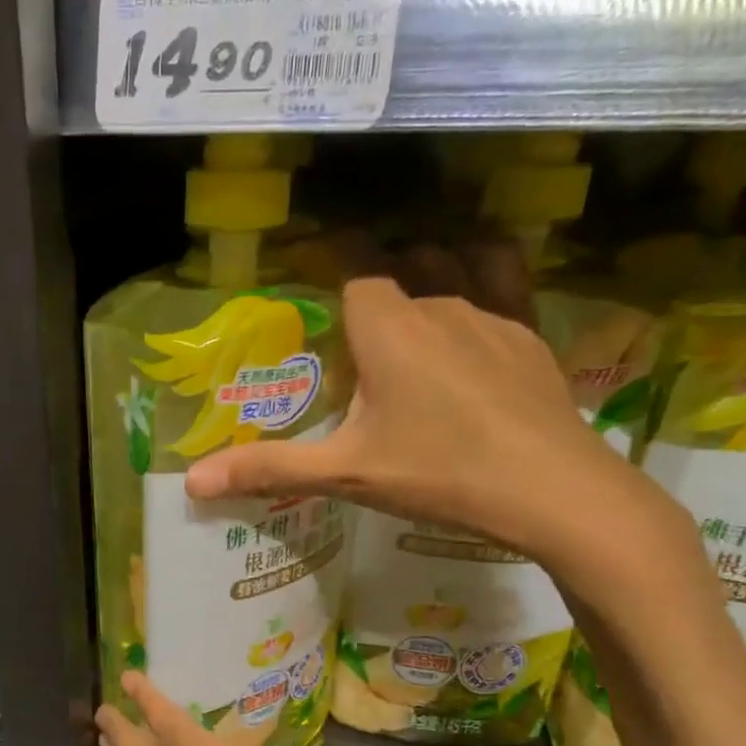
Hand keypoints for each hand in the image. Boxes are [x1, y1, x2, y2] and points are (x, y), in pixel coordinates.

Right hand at [183, 274, 683, 586]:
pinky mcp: (529, 334)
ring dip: (423, 269)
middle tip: (349, 313)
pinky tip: (473, 300)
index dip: (326, 255)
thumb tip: (192, 483)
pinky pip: (502, 281)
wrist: (553, 490)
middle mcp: (439, 303)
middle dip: (371, 275)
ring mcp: (491, 314)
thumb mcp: (346, 475)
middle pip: (399, 266)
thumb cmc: (440, 474)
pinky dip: (481, 274)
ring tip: (404, 296)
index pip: (351, 266)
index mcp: (389, 327)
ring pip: (451, 266)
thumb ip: (270, 469)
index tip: (303, 255)